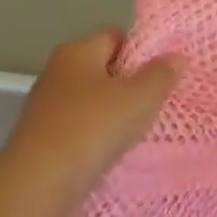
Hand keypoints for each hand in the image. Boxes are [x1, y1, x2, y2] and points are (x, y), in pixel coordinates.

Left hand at [0, 29, 177, 205]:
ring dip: (112, 116)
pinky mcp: (42, 138)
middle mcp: (56, 72)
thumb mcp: (139, 98)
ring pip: (90, 103)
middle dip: (128, 87)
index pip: (115, 37)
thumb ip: (161, 75)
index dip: (141, 52)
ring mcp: (46, 106)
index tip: (161, 77)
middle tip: (155, 106)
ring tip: (137, 134)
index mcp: (76, 51)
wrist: (41, 180)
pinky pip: (79, 130)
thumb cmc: (93, 127)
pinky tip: (111, 155)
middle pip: (102, 70)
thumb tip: (176, 57)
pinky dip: (96, 138)